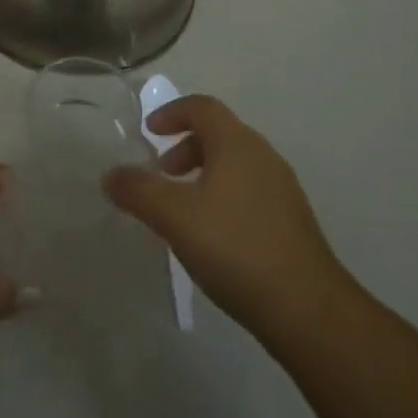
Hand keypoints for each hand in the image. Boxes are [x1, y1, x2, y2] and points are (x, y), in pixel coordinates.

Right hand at [103, 95, 355, 340]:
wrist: (309, 311)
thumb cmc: (236, 248)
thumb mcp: (175, 218)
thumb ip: (139, 192)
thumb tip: (109, 175)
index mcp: (236, 142)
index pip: (202, 107)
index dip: (172, 112)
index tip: (150, 131)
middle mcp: (262, 155)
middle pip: (219, 133)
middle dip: (185, 146)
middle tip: (163, 174)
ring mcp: (282, 188)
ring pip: (235, 164)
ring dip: (205, 173)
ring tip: (184, 209)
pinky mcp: (292, 221)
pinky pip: (250, 190)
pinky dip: (225, 196)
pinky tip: (215, 236)